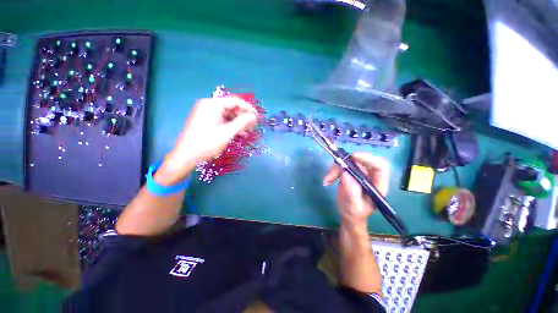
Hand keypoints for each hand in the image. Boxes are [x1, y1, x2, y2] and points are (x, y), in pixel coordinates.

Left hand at [156, 97, 257, 184]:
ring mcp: (206, 114)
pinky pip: (222, 120)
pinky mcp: (205, 121)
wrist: (186, 157)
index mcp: (213, 105)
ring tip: (246, 133)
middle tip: (252, 127)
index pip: (235, 101)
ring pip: (228, 115)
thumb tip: (254, 117)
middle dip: (243, 117)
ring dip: (238, 123)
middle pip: (231, 107)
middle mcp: (208, 106)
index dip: (248, 109)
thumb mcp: (227, 133)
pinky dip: (231, 126)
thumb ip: (242, 123)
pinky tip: (237, 134)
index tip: (257, 118)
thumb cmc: (207, 143)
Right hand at [323, 152, 389, 226]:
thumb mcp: (354, 205)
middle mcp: (370, 176)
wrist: (349, 215)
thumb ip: (352, 190)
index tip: (353, 157)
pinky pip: (340, 166)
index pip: (380, 166)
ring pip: (348, 162)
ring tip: (328, 179)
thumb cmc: (355, 213)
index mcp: (378, 184)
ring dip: (336, 168)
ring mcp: (359, 173)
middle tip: (334, 169)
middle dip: (346, 163)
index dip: (368, 159)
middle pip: (361, 161)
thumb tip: (345, 172)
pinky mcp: (350, 173)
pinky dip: (332, 171)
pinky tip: (327, 180)